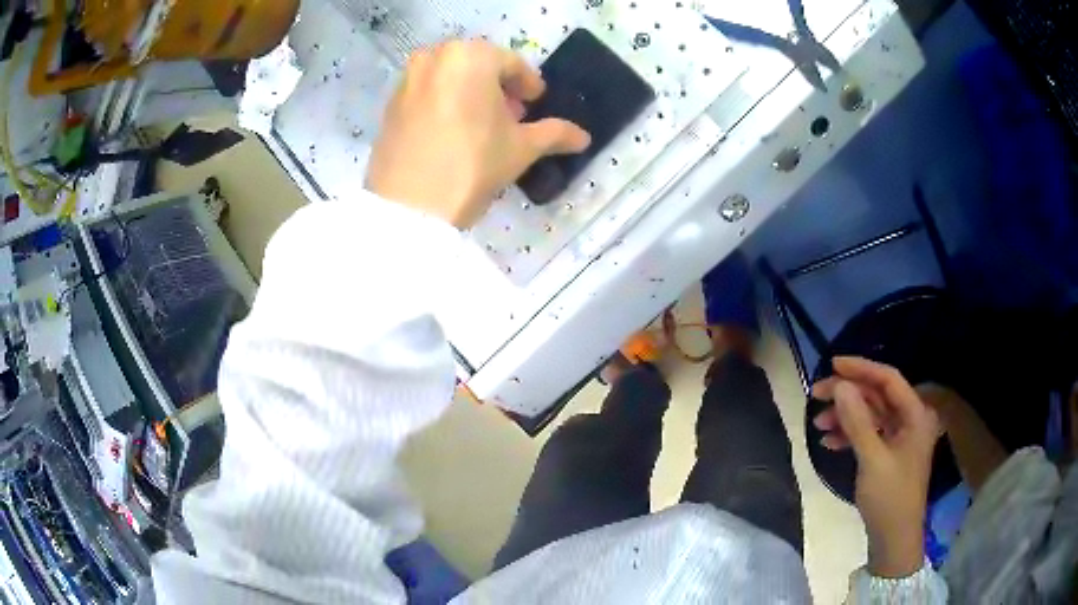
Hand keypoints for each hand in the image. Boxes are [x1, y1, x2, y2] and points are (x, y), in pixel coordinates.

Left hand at [366, 40, 590, 227]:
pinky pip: (428, 93)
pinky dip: (444, 103)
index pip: (511, 64)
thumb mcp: (522, 148)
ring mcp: (408, 79)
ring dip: (471, 94)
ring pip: (450, 78)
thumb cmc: (473, 165)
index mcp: (471, 57)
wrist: (410, 206)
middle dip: (498, 88)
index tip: (535, 104)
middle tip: (510, 116)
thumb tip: (584, 137)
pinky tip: (451, 132)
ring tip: (481, 126)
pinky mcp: (391, 103)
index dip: (529, 85)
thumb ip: (555, 134)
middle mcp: (435, 57)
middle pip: (478, 67)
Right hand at [812, 357, 941, 577]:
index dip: (861, 368)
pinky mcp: (889, 453)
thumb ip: (858, 421)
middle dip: (847, 394)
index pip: (889, 379)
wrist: (893, 539)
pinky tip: (828, 442)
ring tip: (817, 424)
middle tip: (816, 395)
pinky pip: (868, 434)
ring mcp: (900, 437)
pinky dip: (849, 435)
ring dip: (845, 416)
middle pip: (877, 395)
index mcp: (916, 414)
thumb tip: (840, 385)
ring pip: (870, 415)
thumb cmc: (890, 497)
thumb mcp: (872, 459)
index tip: (832, 365)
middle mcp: (910, 419)